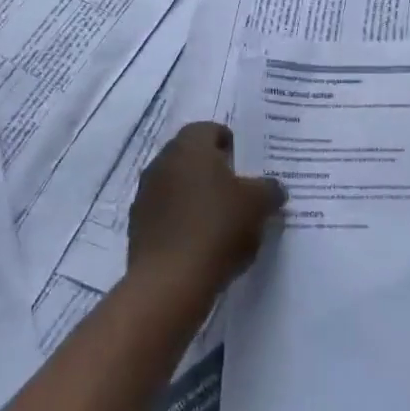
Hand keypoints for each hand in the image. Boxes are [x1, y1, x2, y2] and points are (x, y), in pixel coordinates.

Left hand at [126, 122, 283, 298]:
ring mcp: (145, 194)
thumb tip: (272, 188)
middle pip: (191, 157)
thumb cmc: (217, 227)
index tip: (246, 163)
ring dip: (196, 196)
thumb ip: (269, 189)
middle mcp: (162, 162)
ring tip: (221, 220)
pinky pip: (166, 213)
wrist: (170, 281)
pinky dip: (182, 220)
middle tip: (238, 190)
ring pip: (177, 185)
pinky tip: (201, 243)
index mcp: (190, 146)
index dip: (230, 143)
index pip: (209, 129)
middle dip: (213, 170)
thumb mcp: (258, 204)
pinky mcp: (137, 226)